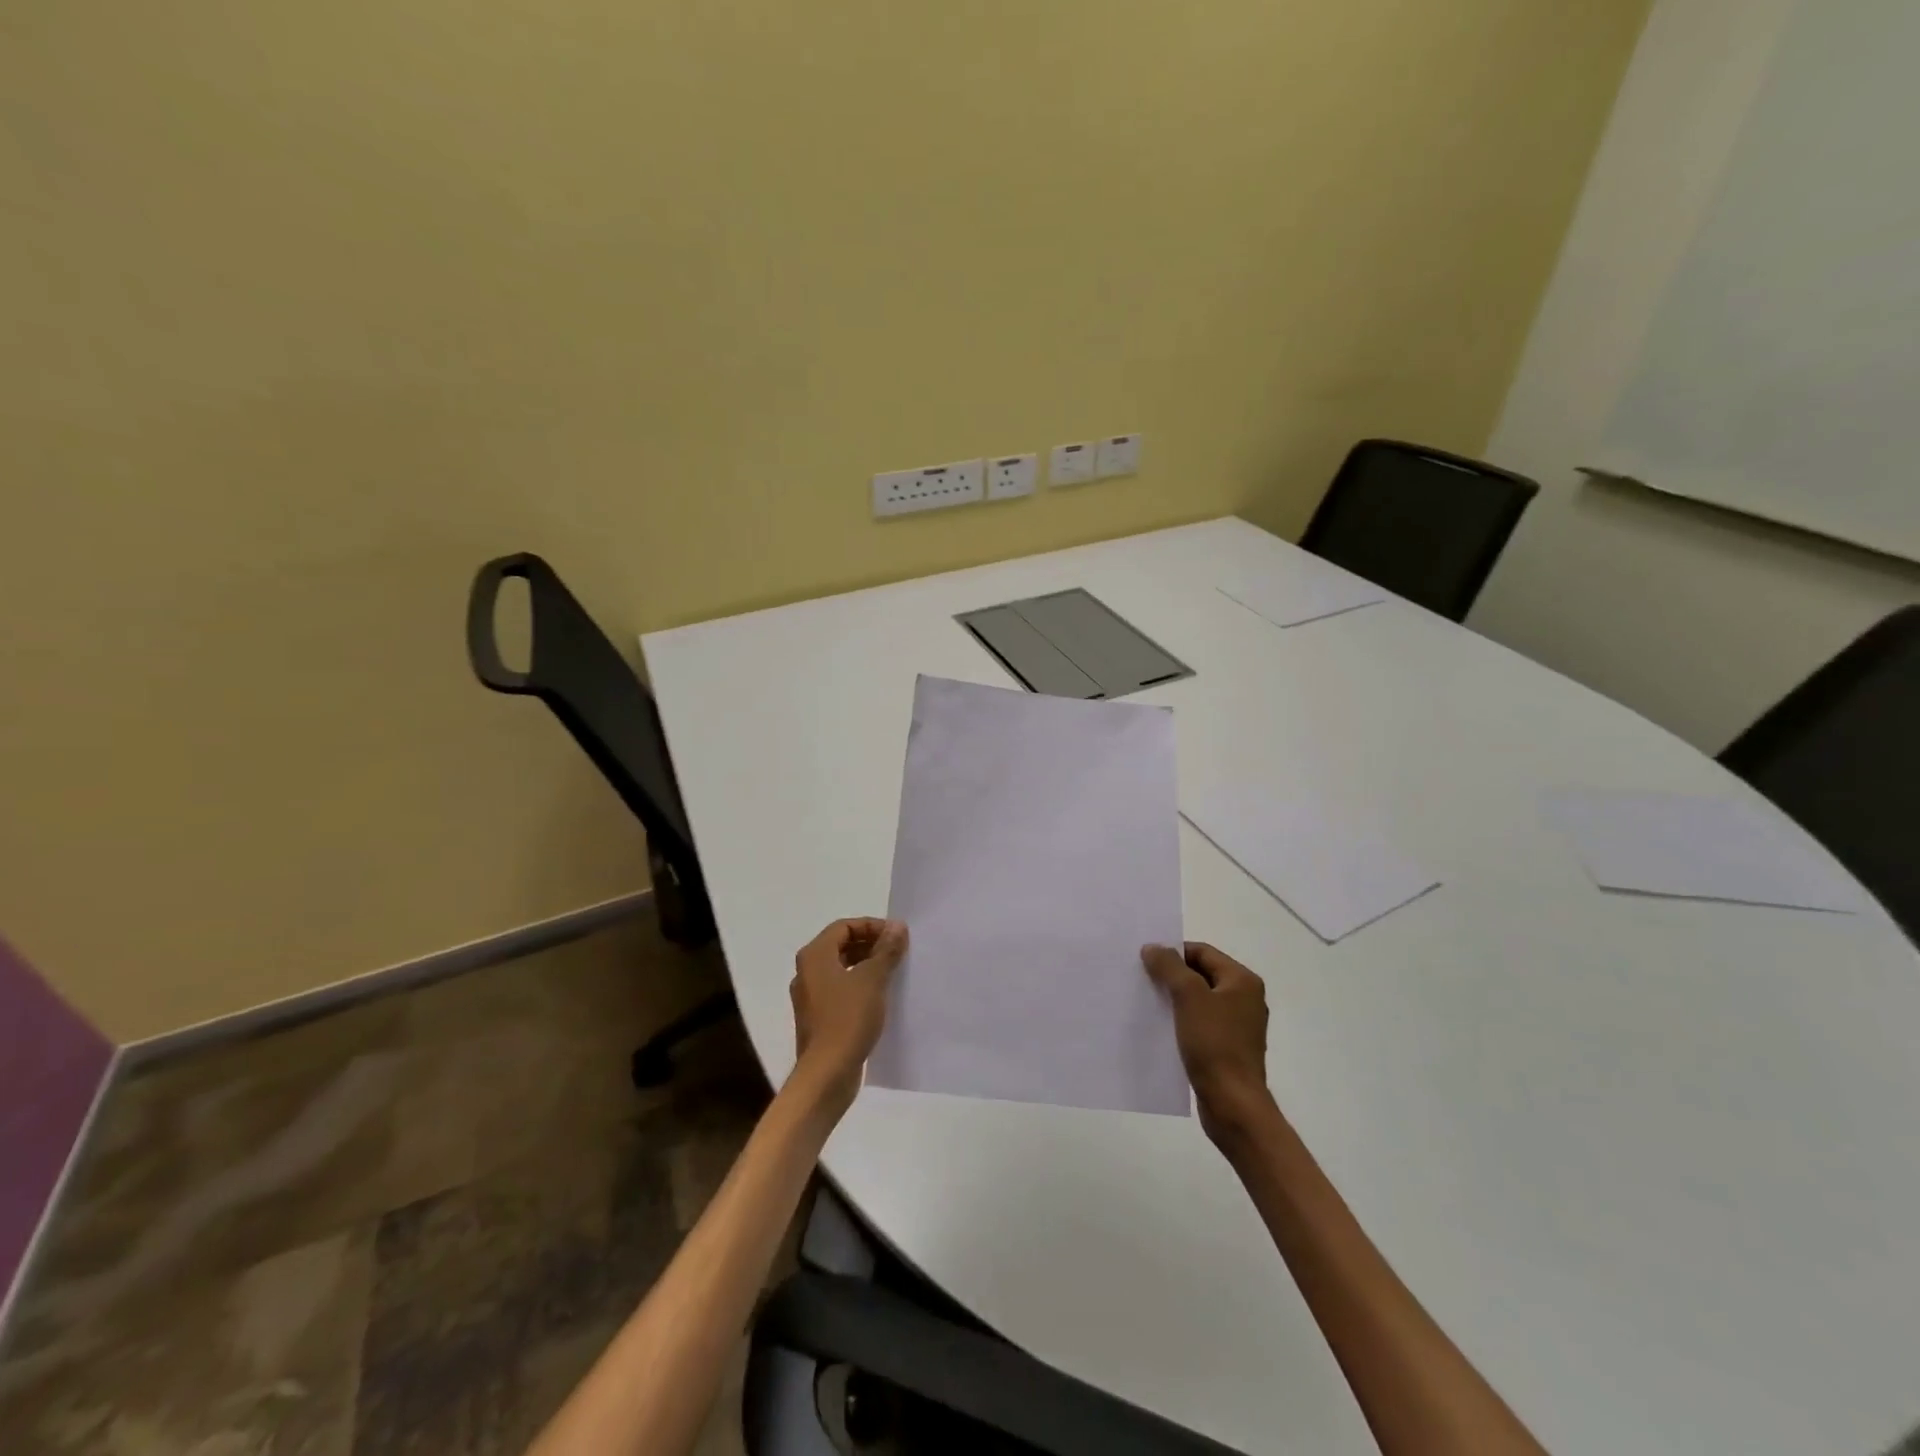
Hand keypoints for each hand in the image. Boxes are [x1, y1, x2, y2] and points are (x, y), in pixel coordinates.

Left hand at [789, 918, 907, 1107]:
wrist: (827, 1074)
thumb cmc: (847, 1019)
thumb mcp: (872, 979)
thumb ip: (886, 950)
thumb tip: (897, 926)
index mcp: (815, 956)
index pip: (844, 926)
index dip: (871, 926)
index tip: (897, 935)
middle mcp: (807, 972)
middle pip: (841, 945)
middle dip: (870, 944)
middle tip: (898, 951)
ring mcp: (811, 997)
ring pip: (841, 969)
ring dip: (867, 965)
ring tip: (894, 972)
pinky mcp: (818, 1018)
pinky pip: (841, 990)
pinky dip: (860, 986)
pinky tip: (881, 997)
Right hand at [1143, 942, 1276, 1146]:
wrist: (1232, 1104)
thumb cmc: (1214, 1043)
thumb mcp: (1188, 997)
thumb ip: (1169, 967)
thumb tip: (1153, 947)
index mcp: (1242, 981)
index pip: (1202, 951)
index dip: (1173, 952)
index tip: (1145, 961)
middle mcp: (1245, 998)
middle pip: (1201, 974)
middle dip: (1172, 975)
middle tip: (1142, 979)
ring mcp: (1238, 1025)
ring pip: (1199, 1000)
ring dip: (1174, 998)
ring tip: (1147, 1001)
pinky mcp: (1228, 1047)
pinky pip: (1201, 1023)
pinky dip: (1181, 1020)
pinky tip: (1161, 1026)